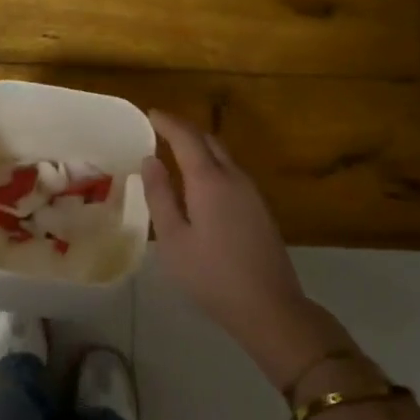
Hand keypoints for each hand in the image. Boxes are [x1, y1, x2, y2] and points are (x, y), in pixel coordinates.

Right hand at [140, 111, 353, 387]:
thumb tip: (151, 160)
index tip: (150, 113)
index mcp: (209, 181)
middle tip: (160, 130)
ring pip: (223, 155)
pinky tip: (199, 182)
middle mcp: (233, 177)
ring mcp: (251, 192)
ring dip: (200, 146)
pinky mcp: (259, 208)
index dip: (167, 122)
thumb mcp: (173, 239)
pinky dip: (211, 164)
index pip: (186, 137)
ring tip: (175, 152)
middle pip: (209, 140)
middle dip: (184, 130)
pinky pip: (231, 172)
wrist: (269, 306)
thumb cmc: (211, 275)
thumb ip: (159, 196)